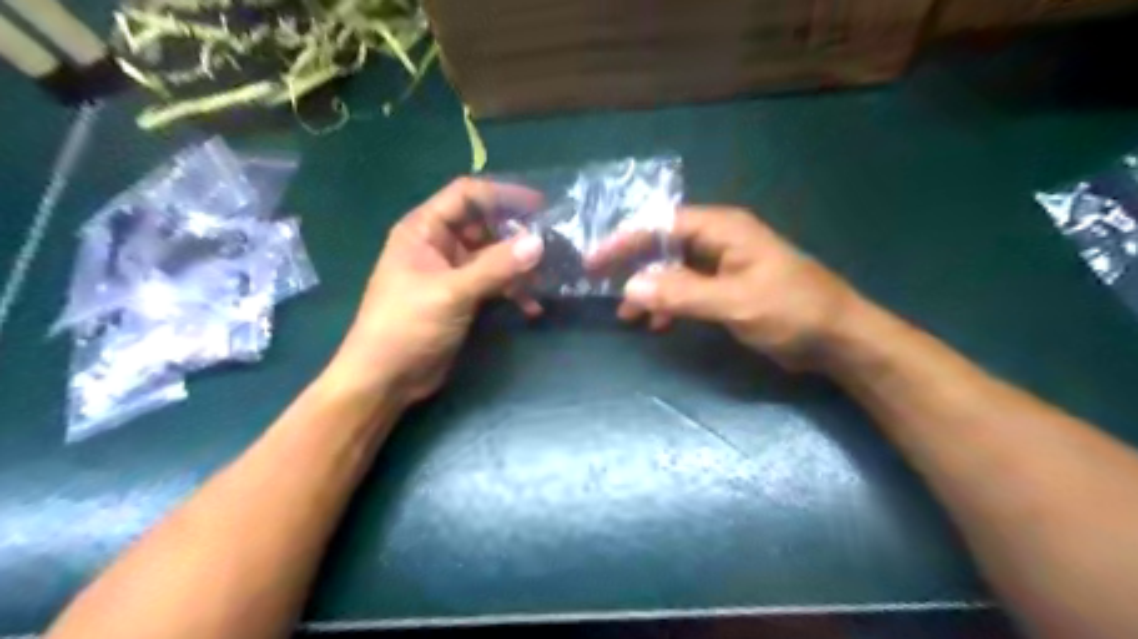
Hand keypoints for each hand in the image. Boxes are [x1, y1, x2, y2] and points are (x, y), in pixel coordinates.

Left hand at [327, 176, 544, 403]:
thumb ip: (496, 267)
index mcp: (424, 230)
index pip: (467, 195)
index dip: (502, 195)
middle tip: (552, 244)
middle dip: (517, 234)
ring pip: (493, 257)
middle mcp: (438, 245)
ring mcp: (451, 273)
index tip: (539, 205)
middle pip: (484, 226)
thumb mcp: (452, 292)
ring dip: (519, 266)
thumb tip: (539, 242)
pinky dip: (512, 291)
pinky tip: (533, 307)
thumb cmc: (407, 326)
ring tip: (548, 277)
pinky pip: (493, 284)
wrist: (386, 379)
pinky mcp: (462, 298)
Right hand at [603, 208, 863, 369]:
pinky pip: (688, 289)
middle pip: (664, 245)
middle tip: (602, 286)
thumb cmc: (792, 311)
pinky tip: (659, 322)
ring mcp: (724, 264)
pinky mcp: (728, 287)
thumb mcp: (735, 302)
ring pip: (674, 270)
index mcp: (724, 229)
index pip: (663, 225)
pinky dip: (671, 303)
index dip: (626, 241)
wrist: (838, 338)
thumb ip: (682, 294)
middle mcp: (720, 240)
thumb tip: (630, 287)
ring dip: (651, 290)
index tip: (596, 261)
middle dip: (634, 266)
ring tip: (629, 315)